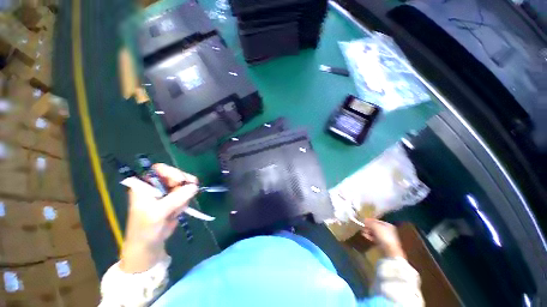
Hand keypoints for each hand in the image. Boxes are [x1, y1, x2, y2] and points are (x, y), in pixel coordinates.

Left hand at [120, 164, 198, 272]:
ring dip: (184, 197)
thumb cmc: (146, 228)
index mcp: (145, 185)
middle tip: (190, 191)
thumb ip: (176, 198)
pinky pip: (185, 194)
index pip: (159, 169)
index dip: (172, 172)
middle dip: (182, 185)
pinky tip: (178, 212)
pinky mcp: (174, 199)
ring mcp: (166, 192)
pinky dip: (185, 202)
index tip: (182, 181)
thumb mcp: (159, 213)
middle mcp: (156, 186)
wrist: (149, 244)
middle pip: (174, 175)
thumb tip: (194, 186)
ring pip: (182, 185)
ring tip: (176, 210)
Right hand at [360, 219, 405, 258]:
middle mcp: (387, 231)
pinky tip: (364, 235)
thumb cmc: (384, 236)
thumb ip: (370, 222)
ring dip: (368, 231)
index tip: (364, 221)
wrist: (389, 250)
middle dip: (368, 226)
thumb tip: (364, 219)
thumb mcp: (376, 226)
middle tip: (362, 226)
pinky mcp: (382, 244)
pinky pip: (374, 238)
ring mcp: (385, 238)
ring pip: (374, 233)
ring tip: (362, 231)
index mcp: (388, 225)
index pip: (377, 221)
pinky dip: (369, 236)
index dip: (370, 220)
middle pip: (375, 227)